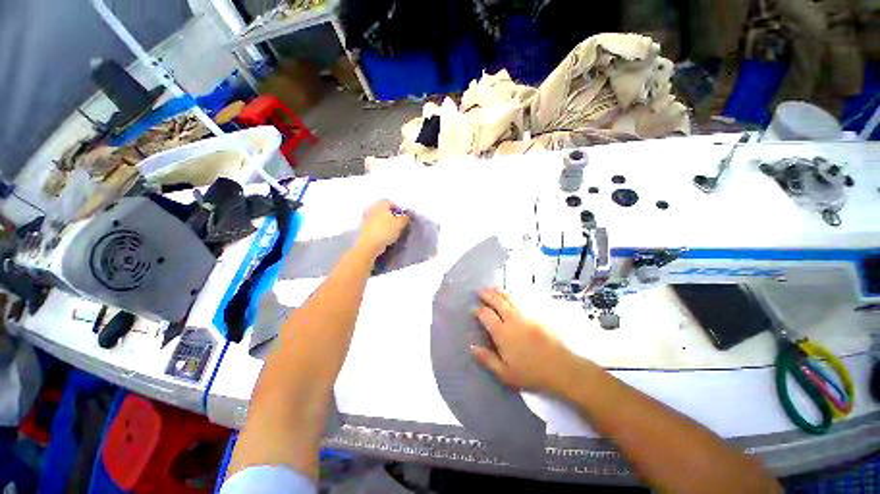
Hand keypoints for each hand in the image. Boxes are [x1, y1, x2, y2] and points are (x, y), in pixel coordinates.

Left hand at [355, 200, 409, 258]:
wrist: (369, 244)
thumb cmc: (385, 230)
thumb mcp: (400, 223)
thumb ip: (405, 218)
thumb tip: (406, 217)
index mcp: (381, 204)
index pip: (392, 203)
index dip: (399, 210)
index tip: (403, 218)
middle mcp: (372, 208)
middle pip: (385, 210)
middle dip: (392, 216)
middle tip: (398, 224)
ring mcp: (366, 218)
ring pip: (379, 218)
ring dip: (385, 223)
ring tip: (392, 232)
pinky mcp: (363, 228)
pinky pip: (375, 226)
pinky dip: (380, 229)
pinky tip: (384, 236)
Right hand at [471, 287, 578, 391]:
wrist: (562, 369)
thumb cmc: (531, 373)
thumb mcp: (505, 373)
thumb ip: (487, 359)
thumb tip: (471, 347)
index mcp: (502, 333)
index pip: (486, 315)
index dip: (478, 310)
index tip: (474, 309)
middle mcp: (513, 320)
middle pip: (498, 302)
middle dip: (487, 294)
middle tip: (480, 290)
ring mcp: (526, 316)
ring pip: (510, 299)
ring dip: (500, 292)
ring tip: (493, 288)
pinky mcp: (538, 316)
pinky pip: (523, 301)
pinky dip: (514, 296)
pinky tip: (512, 295)